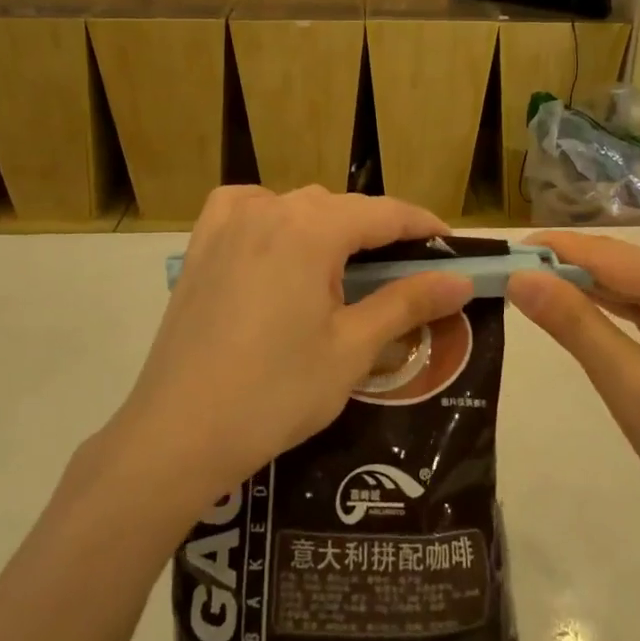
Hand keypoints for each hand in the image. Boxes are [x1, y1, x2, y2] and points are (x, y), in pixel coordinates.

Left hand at [111, 187, 471, 516]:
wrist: (179, 434)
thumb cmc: (276, 392)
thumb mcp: (352, 348)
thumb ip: (408, 303)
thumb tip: (461, 281)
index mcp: (311, 228)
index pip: (385, 213)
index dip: (425, 227)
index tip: (454, 248)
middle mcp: (269, 209)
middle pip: (341, 208)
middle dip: (379, 232)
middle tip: (406, 273)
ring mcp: (228, 223)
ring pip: (297, 207)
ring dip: (329, 227)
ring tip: (347, 267)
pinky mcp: (200, 245)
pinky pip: (247, 210)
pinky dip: (273, 217)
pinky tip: (279, 243)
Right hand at [507, 232, 639, 566]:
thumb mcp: (631, 390)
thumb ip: (575, 326)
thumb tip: (520, 277)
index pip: (614, 256)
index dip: (556, 248)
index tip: (503, 250)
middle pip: (625, 265)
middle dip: (566, 267)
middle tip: (505, 271)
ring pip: (635, 284)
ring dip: (585, 286)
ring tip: (527, 284)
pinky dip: (612, 307)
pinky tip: (574, 304)